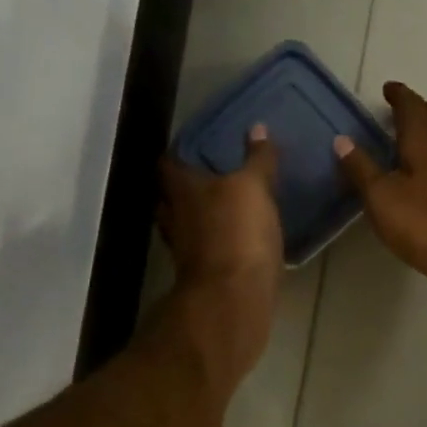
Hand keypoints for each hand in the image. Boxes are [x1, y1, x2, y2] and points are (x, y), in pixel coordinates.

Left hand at [159, 126, 282, 379]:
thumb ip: (257, 160)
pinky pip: (206, 249)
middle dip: (186, 187)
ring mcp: (186, 250)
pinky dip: (216, 242)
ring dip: (200, 217)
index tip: (196, 147)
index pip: (169, 163)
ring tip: (224, 208)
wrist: (234, 297)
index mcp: (182, 190)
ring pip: (186, 225)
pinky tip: (236, 239)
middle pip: (171, 197)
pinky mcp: (203, 274)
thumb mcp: (254, 188)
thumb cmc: (238, 233)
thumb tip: (258, 128)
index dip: (179, 153)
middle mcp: (175, 217)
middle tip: (210, 176)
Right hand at [335, 82, 426, 306]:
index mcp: (426, 136)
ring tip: (412, 138)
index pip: (411, 104)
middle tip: (397, 114)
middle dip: (417, 109)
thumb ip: (361, 167)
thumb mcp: (382, 198)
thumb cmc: (426, 223)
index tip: (387, 89)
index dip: (398, 95)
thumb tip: (342, 139)